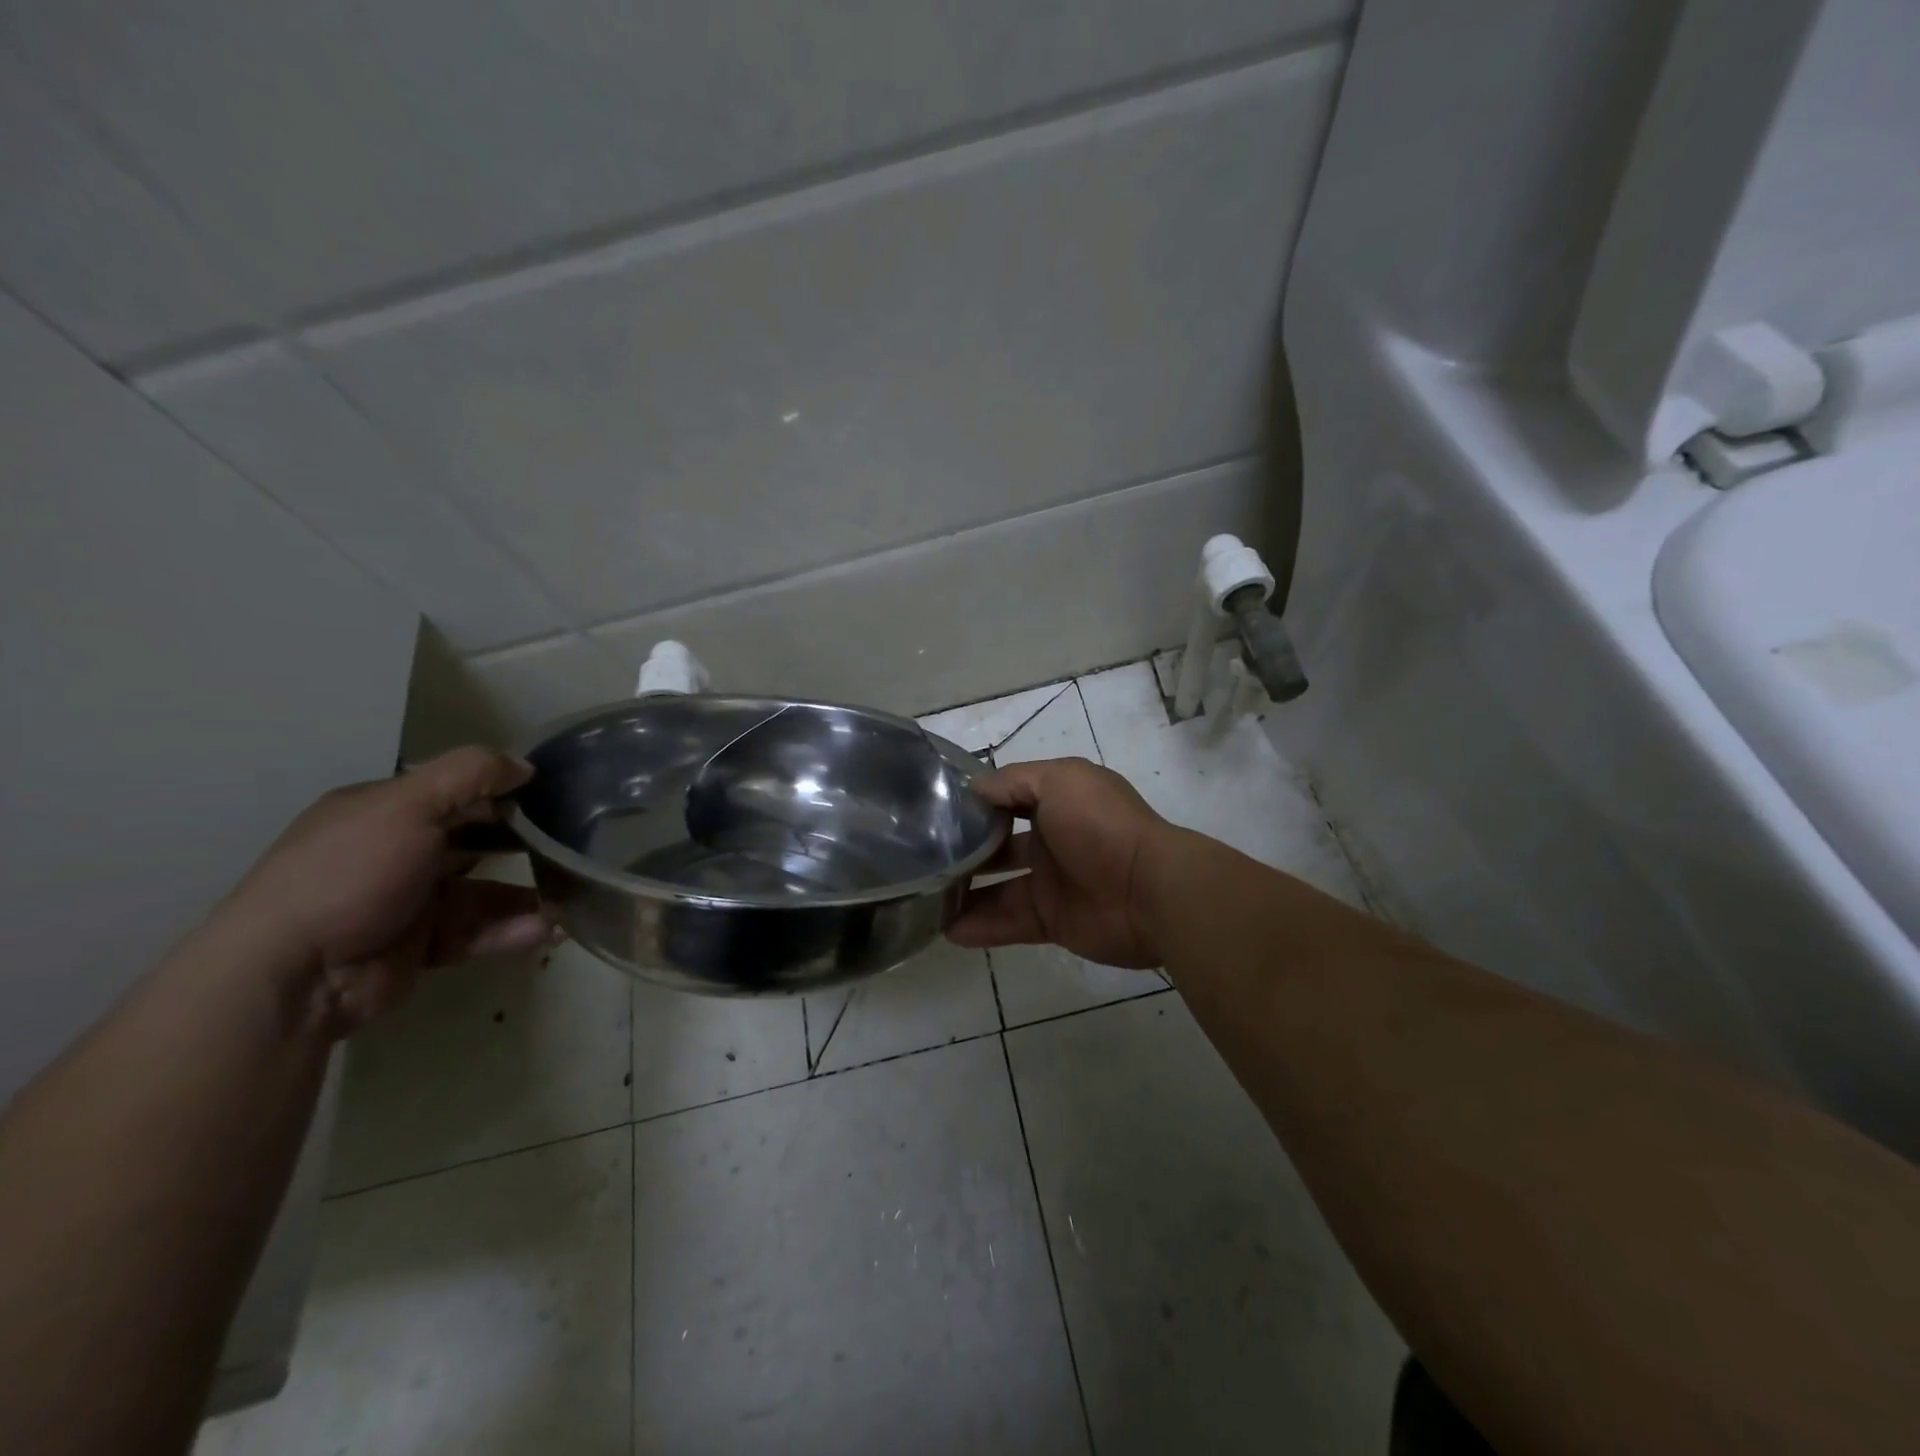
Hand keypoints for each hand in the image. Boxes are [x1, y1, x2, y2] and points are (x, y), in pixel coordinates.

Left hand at [218, 747, 549, 1033]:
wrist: (293, 975)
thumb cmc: (349, 874)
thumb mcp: (407, 806)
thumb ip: (469, 776)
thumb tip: (525, 764)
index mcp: (384, 812)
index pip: (455, 792)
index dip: (504, 790)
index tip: (554, 795)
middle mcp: (397, 852)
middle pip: (476, 840)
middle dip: (524, 842)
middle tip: (573, 844)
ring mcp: (410, 902)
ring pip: (484, 891)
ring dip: (528, 894)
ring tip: (572, 897)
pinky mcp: (422, 946)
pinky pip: (478, 932)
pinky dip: (513, 931)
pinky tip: (549, 929)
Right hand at [947, 757, 1175, 967]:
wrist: (1149, 890)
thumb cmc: (1101, 824)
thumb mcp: (1059, 781)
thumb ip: (1013, 782)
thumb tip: (973, 787)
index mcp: (1058, 801)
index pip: (1007, 798)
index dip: (975, 802)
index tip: (933, 808)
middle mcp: (1053, 838)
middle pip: (998, 843)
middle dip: (965, 848)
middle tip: (922, 857)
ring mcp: (1052, 882)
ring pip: (998, 887)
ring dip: (965, 892)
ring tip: (925, 896)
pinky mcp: (1053, 920)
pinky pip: (1009, 922)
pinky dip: (980, 926)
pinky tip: (946, 928)